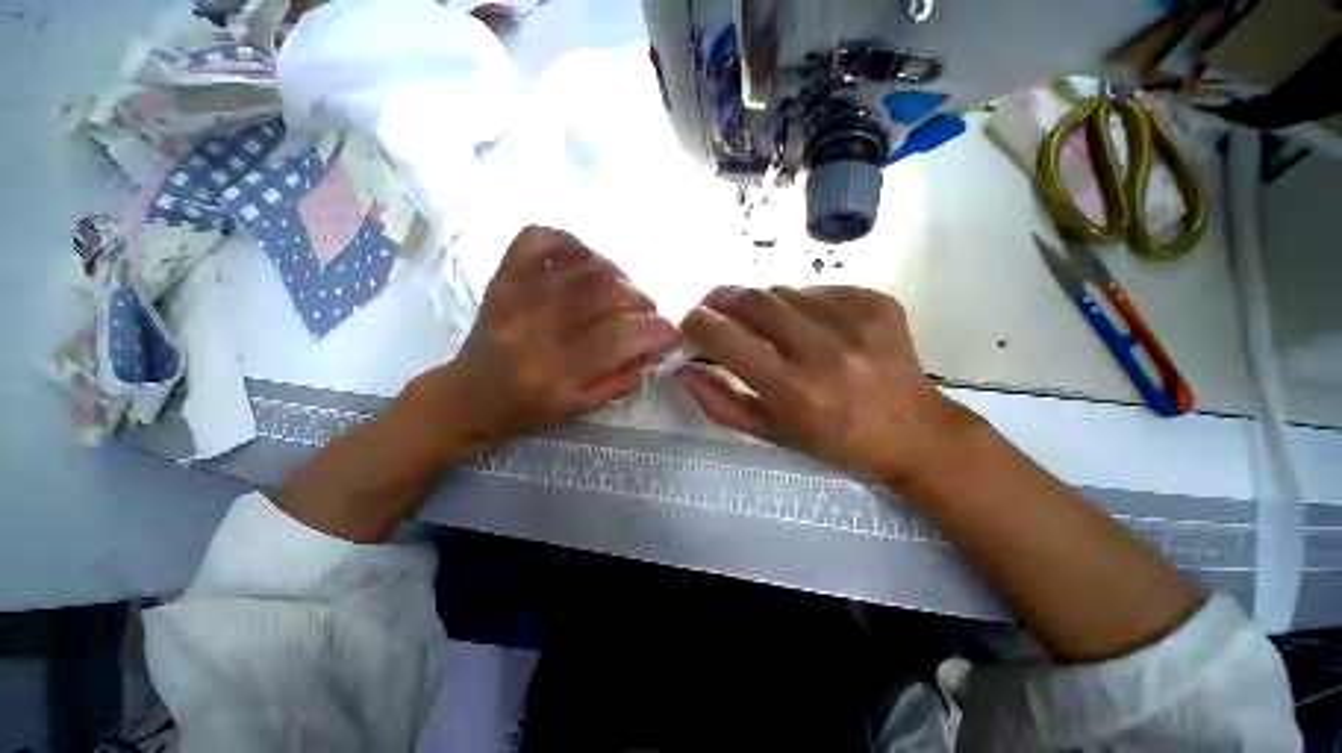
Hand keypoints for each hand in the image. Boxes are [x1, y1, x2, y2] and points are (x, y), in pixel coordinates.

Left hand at [408, 226, 678, 455]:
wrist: (466, 399)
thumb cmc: (525, 411)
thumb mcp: (579, 410)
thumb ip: (621, 382)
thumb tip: (656, 354)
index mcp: (557, 373)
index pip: (621, 337)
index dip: (657, 329)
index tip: (671, 331)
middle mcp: (537, 330)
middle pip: (606, 294)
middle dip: (642, 301)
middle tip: (649, 311)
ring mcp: (516, 298)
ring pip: (582, 265)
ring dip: (617, 274)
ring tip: (624, 291)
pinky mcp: (502, 280)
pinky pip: (538, 240)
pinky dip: (569, 240)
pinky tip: (587, 260)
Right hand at [676, 285, 980, 485]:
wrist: (916, 434)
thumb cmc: (836, 443)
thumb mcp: (772, 434)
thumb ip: (721, 404)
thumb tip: (683, 373)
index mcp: (793, 389)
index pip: (726, 337)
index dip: (697, 323)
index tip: (691, 325)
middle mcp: (823, 349)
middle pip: (752, 299)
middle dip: (722, 301)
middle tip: (718, 312)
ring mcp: (855, 321)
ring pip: (783, 291)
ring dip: (763, 305)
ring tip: (771, 327)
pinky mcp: (878, 305)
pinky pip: (820, 291)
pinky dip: (803, 304)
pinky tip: (814, 327)